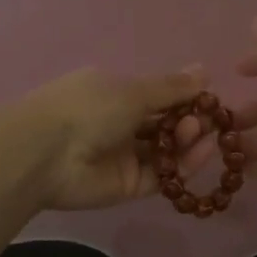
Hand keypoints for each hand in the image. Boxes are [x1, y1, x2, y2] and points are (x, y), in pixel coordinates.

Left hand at [21, 66, 211, 210]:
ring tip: (202, 134)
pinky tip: (202, 153)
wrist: (47, 154)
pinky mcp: (129, 186)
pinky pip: (162, 175)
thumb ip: (172, 87)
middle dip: (188, 120)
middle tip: (206, 119)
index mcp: (114, 93)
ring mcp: (124, 156)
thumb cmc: (88, 108)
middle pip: (164, 124)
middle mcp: (119, 123)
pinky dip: (183, 165)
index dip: (185, 97)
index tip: (210, 99)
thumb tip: (205, 70)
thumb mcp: (133, 90)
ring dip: (188, 141)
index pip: (157, 95)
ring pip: (166, 150)